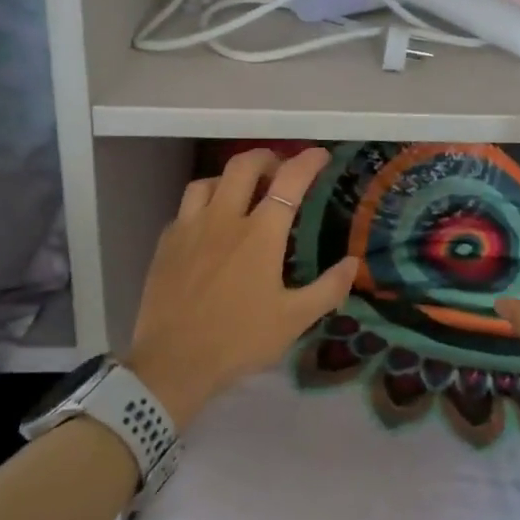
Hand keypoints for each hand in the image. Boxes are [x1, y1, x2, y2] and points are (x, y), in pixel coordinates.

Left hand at [125, 147, 357, 431]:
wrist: (172, 364)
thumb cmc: (238, 340)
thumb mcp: (294, 320)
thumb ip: (328, 288)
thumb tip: (353, 262)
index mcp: (260, 234)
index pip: (289, 181)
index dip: (307, 161)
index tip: (320, 155)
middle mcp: (224, 219)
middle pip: (244, 166)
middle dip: (266, 157)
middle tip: (279, 169)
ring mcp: (189, 228)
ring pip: (208, 181)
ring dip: (230, 178)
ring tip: (241, 192)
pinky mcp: (166, 243)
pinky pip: (185, 208)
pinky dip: (203, 205)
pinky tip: (208, 225)